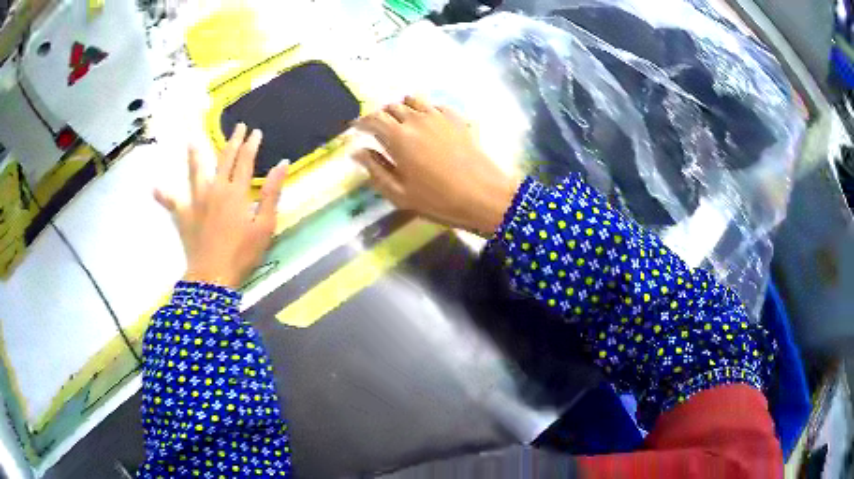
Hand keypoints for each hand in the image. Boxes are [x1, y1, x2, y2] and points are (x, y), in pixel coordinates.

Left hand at [155, 124, 287, 288]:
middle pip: (223, 160)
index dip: (251, 145)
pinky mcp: (183, 215)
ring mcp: (196, 201)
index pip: (245, 161)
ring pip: (195, 172)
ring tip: (192, 141)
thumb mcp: (265, 225)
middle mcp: (215, 189)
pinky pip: (171, 202)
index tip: (255, 132)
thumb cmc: (242, 253)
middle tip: (237, 127)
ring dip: (195, 155)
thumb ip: (271, 193)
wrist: (213, 276)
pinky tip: (154, 188)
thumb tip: (283, 163)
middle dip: (232, 142)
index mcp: (236, 192)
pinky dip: (163, 195)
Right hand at [353, 97, 520, 236]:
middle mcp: (416, 119)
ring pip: (413, 100)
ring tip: (402, 122)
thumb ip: (375, 169)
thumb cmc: (438, 199)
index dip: (361, 122)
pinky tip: (427, 123)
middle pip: (392, 107)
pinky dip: (425, 110)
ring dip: (402, 108)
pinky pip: (435, 105)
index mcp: (398, 136)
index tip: (356, 129)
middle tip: (379, 130)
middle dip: (381, 116)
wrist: (483, 195)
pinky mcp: (457, 118)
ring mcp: (439, 116)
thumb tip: (357, 152)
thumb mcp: (399, 193)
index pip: (373, 119)